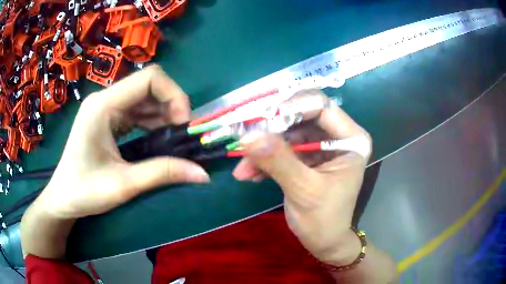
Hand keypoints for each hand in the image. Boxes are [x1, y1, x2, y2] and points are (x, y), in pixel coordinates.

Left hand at [22, 66, 209, 257]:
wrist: (62, 198)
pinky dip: (152, 121)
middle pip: (148, 84)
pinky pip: (136, 110)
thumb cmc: (84, 191)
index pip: (148, 78)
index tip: (184, 123)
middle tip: (182, 133)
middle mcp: (104, 99)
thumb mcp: (124, 185)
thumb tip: (203, 174)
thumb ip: (163, 174)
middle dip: (171, 104)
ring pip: (144, 97)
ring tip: (174, 138)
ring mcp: (105, 107)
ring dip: (163, 113)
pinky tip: (159, 138)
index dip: (174, 94)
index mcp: (103, 105)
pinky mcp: (107, 118)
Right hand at [232, 90, 371, 264]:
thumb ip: (278, 161)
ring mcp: (321, 146)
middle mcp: (338, 136)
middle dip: (271, 131)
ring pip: (287, 134)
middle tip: (245, 139)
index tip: (261, 119)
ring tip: (242, 168)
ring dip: (263, 150)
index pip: (321, 107)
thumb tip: (248, 136)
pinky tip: (249, 175)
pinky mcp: (307, 157)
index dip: (291, 107)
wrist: (323, 242)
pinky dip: (265, 160)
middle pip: (301, 118)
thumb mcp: (304, 190)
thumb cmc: (324, 219)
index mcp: (351, 139)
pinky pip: (283, 150)